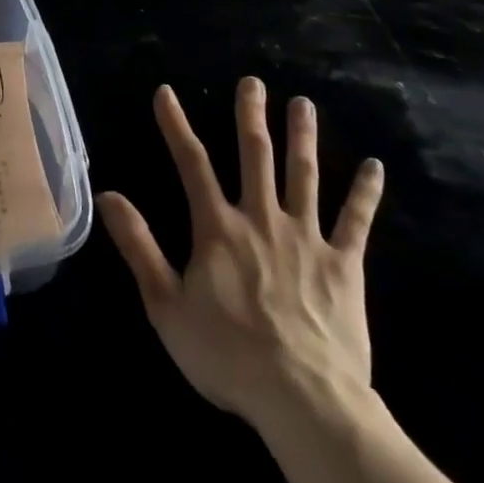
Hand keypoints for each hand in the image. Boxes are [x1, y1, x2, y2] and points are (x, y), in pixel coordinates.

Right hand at [97, 80, 384, 429]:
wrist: (304, 401)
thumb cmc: (228, 355)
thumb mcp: (166, 305)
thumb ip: (138, 246)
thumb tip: (107, 195)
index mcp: (219, 227)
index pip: (191, 163)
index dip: (175, 125)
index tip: (165, 92)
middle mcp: (262, 218)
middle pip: (256, 155)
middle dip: (251, 115)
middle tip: (253, 81)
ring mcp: (306, 238)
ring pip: (304, 175)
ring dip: (303, 136)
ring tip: (303, 103)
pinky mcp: (344, 264)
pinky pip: (356, 221)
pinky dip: (365, 192)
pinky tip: (376, 166)